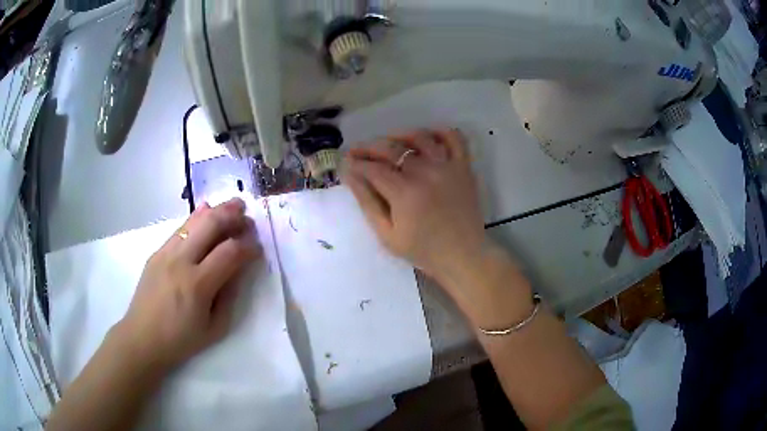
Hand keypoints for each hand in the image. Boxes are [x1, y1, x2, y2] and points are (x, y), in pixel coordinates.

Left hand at [114, 198, 261, 372]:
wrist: (142, 337)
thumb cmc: (180, 340)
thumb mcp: (215, 328)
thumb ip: (229, 296)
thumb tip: (238, 269)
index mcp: (197, 285)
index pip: (230, 252)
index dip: (248, 246)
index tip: (258, 247)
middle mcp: (181, 261)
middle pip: (211, 225)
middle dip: (234, 216)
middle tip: (248, 217)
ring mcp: (166, 253)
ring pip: (194, 220)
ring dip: (217, 210)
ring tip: (233, 206)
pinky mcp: (157, 252)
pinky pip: (180, 229)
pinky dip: (196, 218)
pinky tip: (206, 211)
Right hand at [343, 128, 487, 280]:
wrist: (463, 256)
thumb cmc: (423, 250)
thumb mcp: (387, 234)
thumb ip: (367, 202)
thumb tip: (349, 175)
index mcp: (404, 192)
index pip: (373, 168)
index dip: (355, 163)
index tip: (346, 162)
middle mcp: (425, 172)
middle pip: (391, 148)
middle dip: (369, 147)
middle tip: (358, 152)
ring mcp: (447, 166)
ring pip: (419, 137)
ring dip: (399, 136)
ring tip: (388, 143)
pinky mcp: (464, 167)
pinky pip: (453, 137)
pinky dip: (439, 131)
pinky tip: (426, 138)